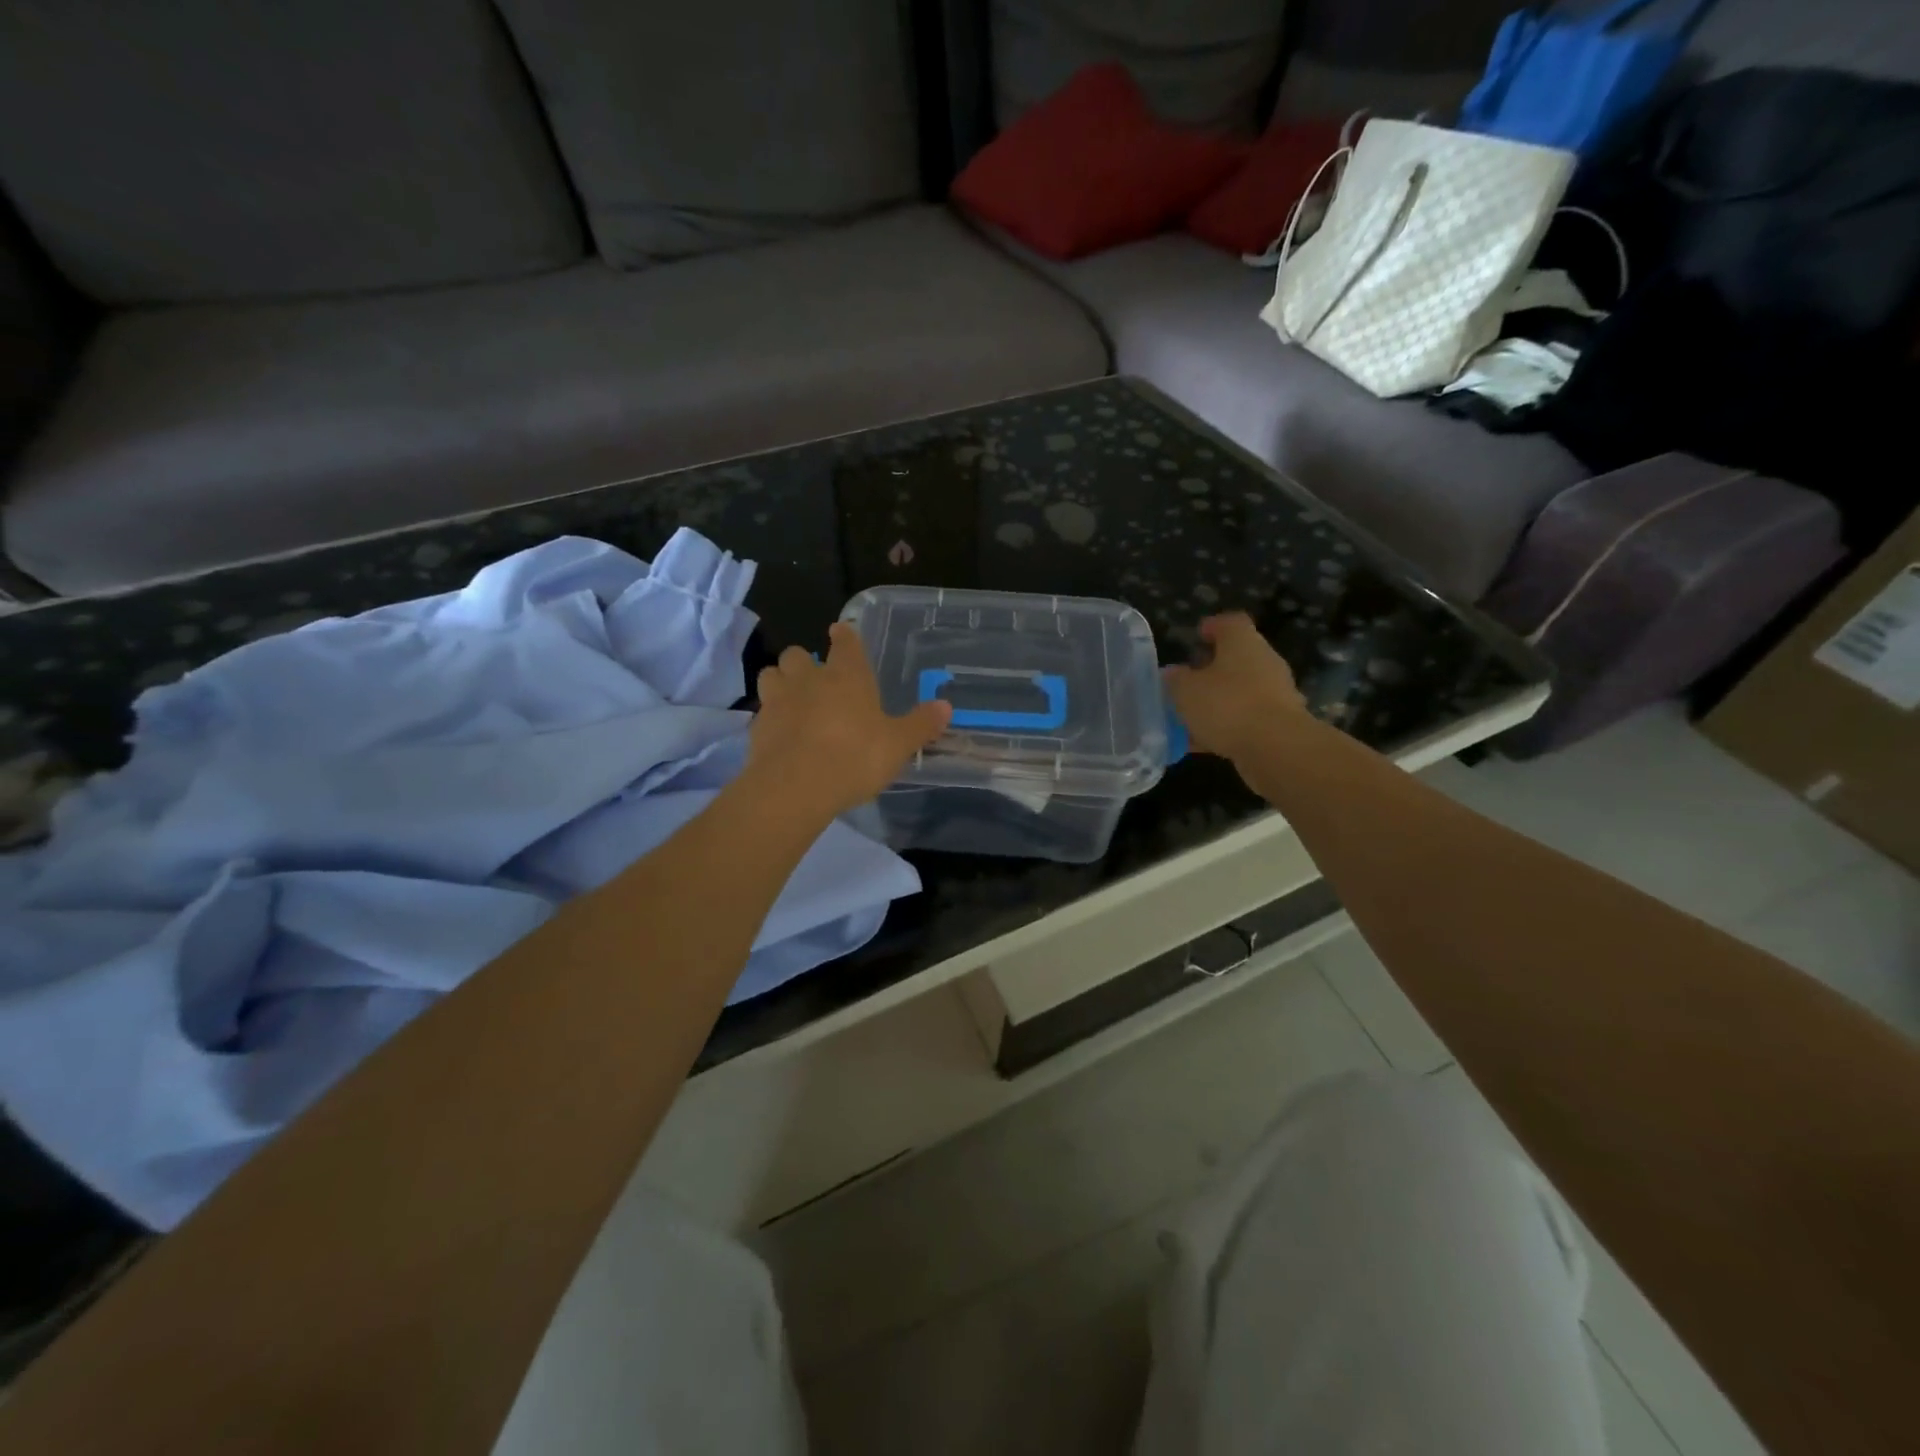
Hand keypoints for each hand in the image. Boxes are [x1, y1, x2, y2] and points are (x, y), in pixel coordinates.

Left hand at [748, 621, 952, 819]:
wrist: (796, 786)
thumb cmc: (855, 757)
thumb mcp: (898, 744)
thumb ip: (920, 724)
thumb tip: (946, 706)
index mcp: (847, 675)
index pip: (845, 642)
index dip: (844, 636)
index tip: (840, 631)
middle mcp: (809, 679)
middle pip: (797, 654)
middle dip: (804, 661)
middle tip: (816, 678)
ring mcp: (778, 700)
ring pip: (771, 674)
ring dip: (781, 681)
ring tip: (792, 699)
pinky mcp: (757, 726)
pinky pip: (762, 710)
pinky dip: (771, 715)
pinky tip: (781, 732)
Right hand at [1162, 613, 1306, 764]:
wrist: (1276, 748)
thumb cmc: (1227, 705)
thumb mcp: (1185, 690)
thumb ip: (1175, 679)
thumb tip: (1173, 673)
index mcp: (1243, 642)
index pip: (1230, 623)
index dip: (1212, 627)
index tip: (1196, 637)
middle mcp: (1264, 661)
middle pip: (1236, 657)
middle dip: (1210, 669)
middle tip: (1186, 681)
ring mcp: (1275, 693)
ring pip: (1239, 691)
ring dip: (1216, 701)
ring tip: (1188, 717)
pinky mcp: (1278, 723)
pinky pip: (1244, 718)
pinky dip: (1224, 726)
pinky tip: (1201, 743)